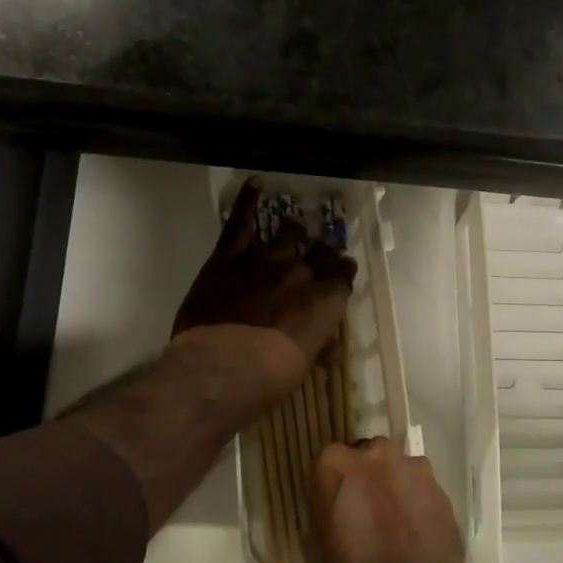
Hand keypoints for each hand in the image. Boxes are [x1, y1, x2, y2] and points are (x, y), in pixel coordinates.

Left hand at [172, 178, 356, 402]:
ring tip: (293, 231)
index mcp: (325, 301)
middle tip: (317, 257)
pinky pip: (240, 222)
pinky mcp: (228, 258)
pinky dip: (249, 201)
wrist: (218, 371)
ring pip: (287, 235)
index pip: (344, 275)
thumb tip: (325, 345)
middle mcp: (301, 273)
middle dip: (321, 254)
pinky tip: (257, 183)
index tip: (339, 275)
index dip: (342, 273)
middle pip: (320, 252)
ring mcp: (264, 260)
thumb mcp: (303, 365)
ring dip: (293, 234)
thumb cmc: (267, 379)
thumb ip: (316, 343)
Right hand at [306, 438, 468, 562]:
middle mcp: (376, 456)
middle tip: (366, 512)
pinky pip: (424, 490)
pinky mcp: (443, 492)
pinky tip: (418, 536)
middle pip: (370, 456)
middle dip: (368, 476)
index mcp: (335, 466)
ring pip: (401, 469)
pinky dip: (419, 505)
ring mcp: (415, 470)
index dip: (334, 483)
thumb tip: (331, 506)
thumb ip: (322, 511)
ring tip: (397, 525)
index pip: (330, 460)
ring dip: (396, 487)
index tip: (335, 505)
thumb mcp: (314, 548)